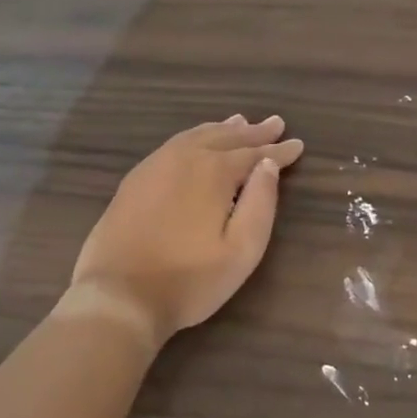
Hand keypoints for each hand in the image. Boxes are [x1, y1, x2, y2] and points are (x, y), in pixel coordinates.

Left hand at [69, 116, 304, 350]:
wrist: (118, 295)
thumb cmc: (189, 280)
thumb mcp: (241, 251)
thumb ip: (261, 204)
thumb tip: (269, 166)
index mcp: (214, 171)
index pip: (254, 154)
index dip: (279, 150)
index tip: (298, 144)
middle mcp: (185, 157)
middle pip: (226, 137)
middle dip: (254, 132)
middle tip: (276, 123)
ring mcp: (156, 164)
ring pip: (197, 136)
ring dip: (223, 129)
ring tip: (240, 122)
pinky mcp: (136, 178)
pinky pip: (174, 144)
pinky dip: (195, 136)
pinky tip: (197, 141)